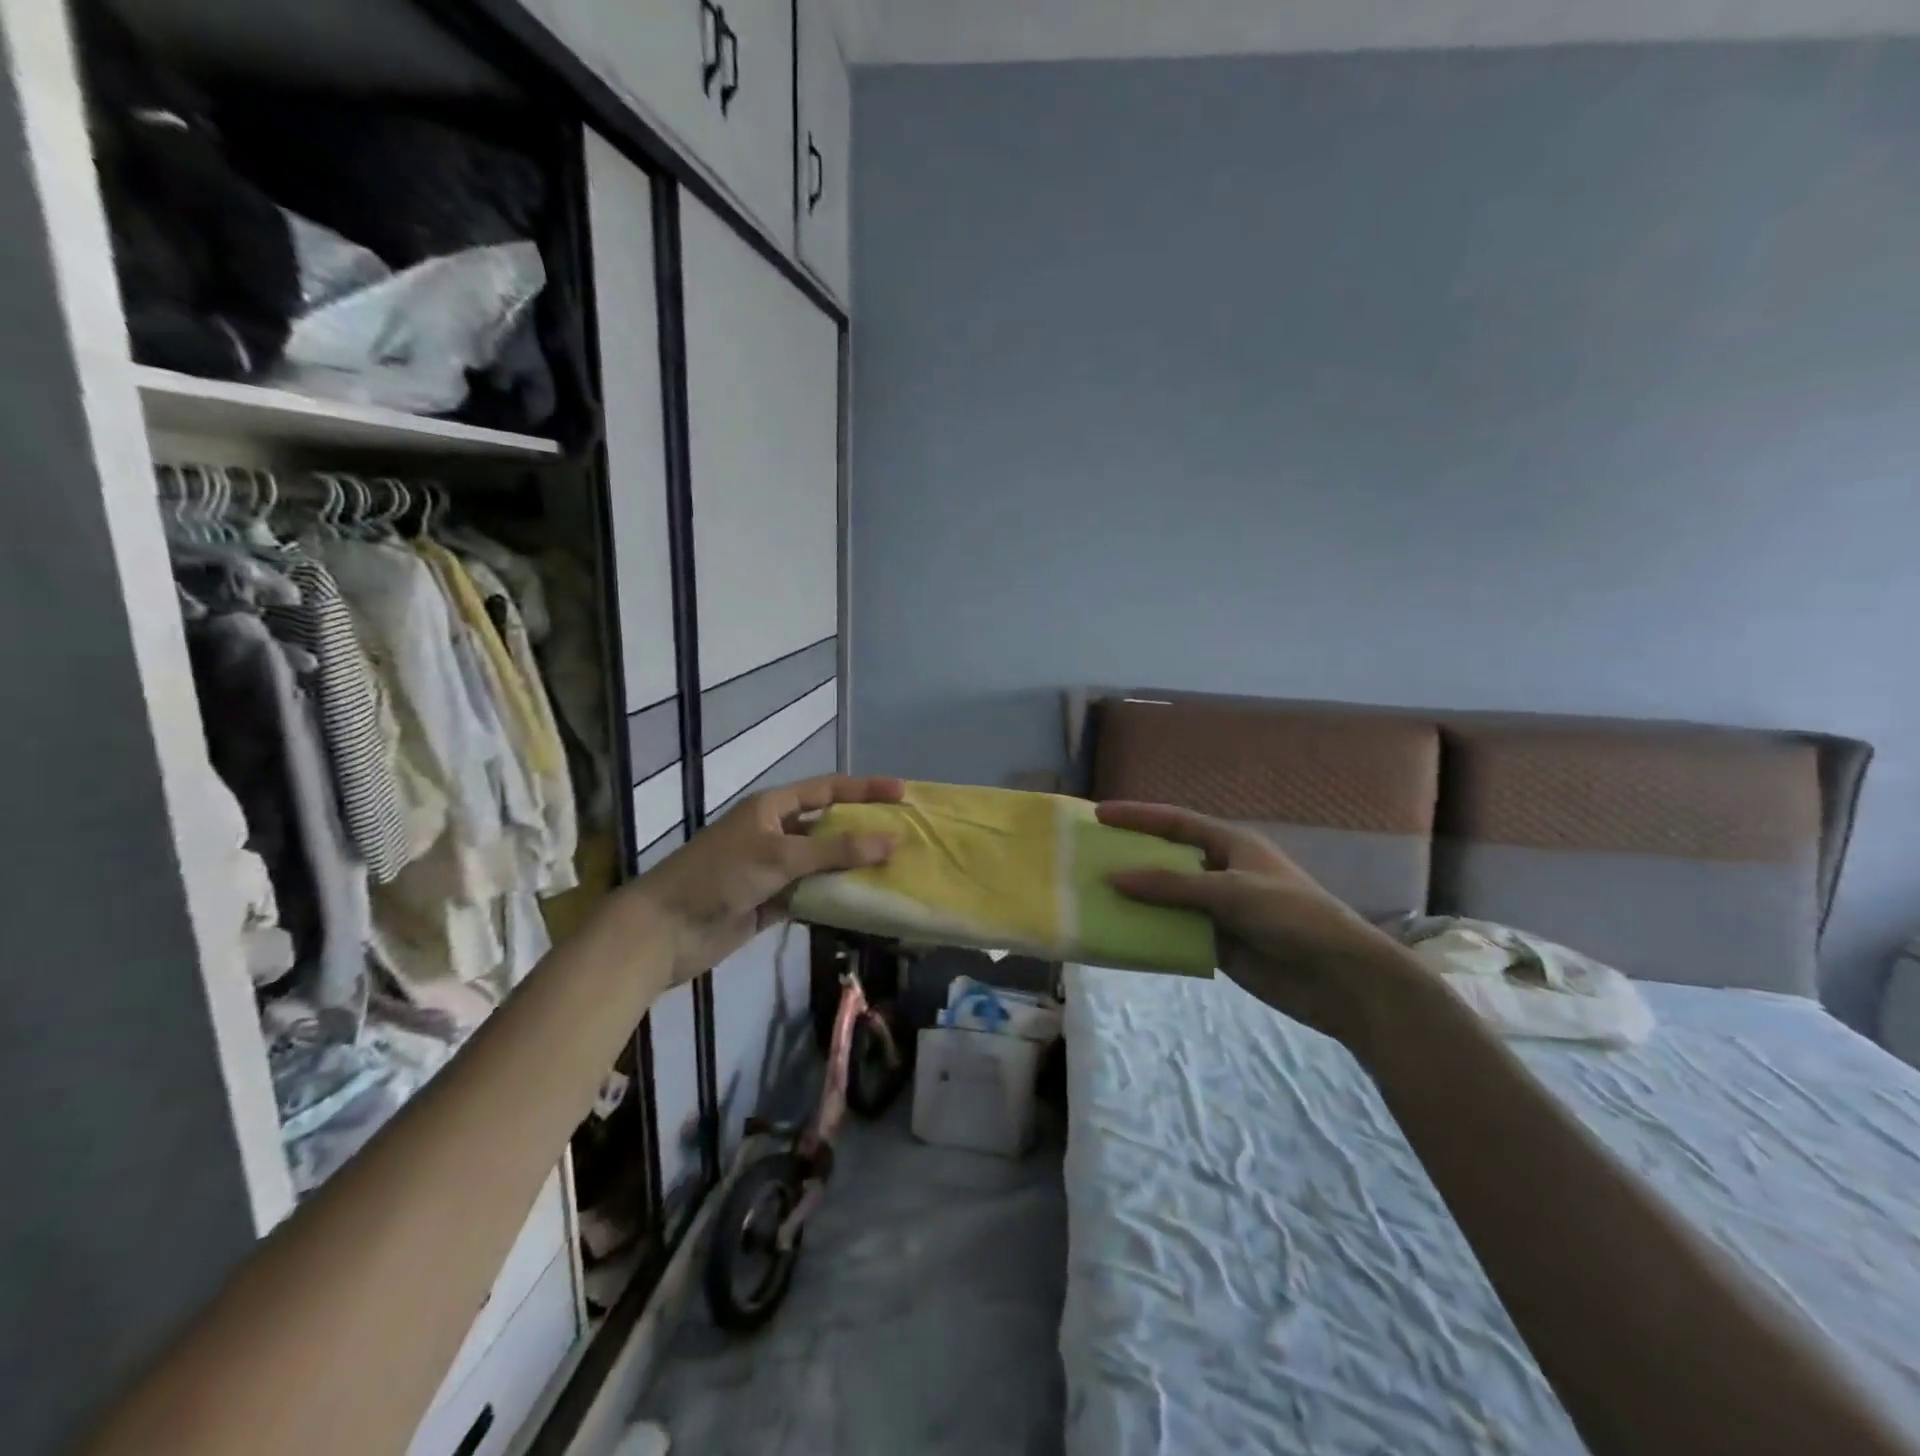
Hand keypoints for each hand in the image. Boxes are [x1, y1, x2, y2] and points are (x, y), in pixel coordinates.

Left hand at [635, 773, 902, 984]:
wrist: (665, 930)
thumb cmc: (720, 876)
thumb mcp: (780, 855)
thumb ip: (836, 850)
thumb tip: (892, 841)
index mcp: (772, 808)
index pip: (827, 789)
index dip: (865, 789)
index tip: (902, 793)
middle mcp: (774, 833)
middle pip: (828, 826)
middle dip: (864, 830)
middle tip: (905, 835)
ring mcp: (773, 870)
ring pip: (823, 863)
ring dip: (852, 867)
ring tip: (894, 871)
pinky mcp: (771, 903)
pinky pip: (812, 895)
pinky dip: (834, 898)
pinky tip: (863, 902)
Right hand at [1097, 801, 1419, 1048]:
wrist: (1340, 978)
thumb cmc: (1290, 916)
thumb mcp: (1230, 892)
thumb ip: (1171, 885)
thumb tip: (1114, 878)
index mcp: (1230, 845)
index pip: (1175, 823)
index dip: (1137, 816)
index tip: (1098, 814)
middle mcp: (1220, 872)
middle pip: (1166, 860)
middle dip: (1130, 858)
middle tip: (1087, 858)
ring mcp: (1218, 910)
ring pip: (1167, 899)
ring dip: (1137, 900)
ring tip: (1093, 898)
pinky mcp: (1218, 945)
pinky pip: (1176, 933)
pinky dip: (1151, 933)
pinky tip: (1121, 935)